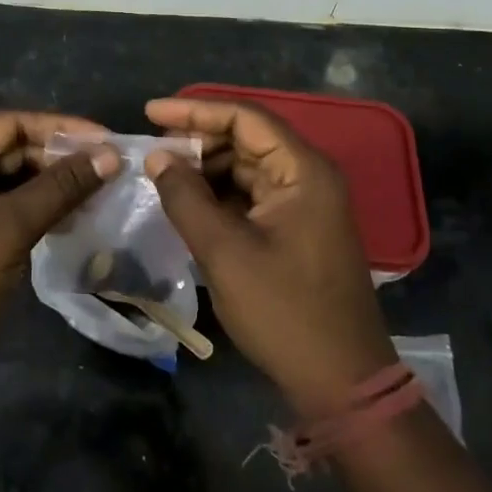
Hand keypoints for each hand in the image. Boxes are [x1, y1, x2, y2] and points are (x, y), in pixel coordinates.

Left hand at [0, 111, 120, 405]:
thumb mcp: (10, 228)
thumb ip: (61, 187)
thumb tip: (110, 154)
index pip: (11, 123)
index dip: (61, 127)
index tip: (107, 140)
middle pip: (12, 149)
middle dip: (60, 158)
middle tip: (109, 170)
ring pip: (11, 181)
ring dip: (53, 185)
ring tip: (100, 193)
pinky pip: (5, 209)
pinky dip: (38, 210)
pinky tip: (72, 219)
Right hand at [144, 97, 395, 412]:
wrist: (341, 381)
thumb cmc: (284, 311)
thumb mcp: (224, 252)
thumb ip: (186, 198)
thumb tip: (157, 157)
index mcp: (303, 171)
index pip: (245, 118)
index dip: (195, 110)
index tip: (150, 112)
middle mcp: (308, 177)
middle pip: (246, 139)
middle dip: (197, 140)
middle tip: (152, 151)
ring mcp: (305, 204)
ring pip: (246, 168)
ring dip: (205, 169)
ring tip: (162, 176)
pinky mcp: (297, 229)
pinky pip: (252, 196)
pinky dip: (219, 195)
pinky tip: (188, 204)